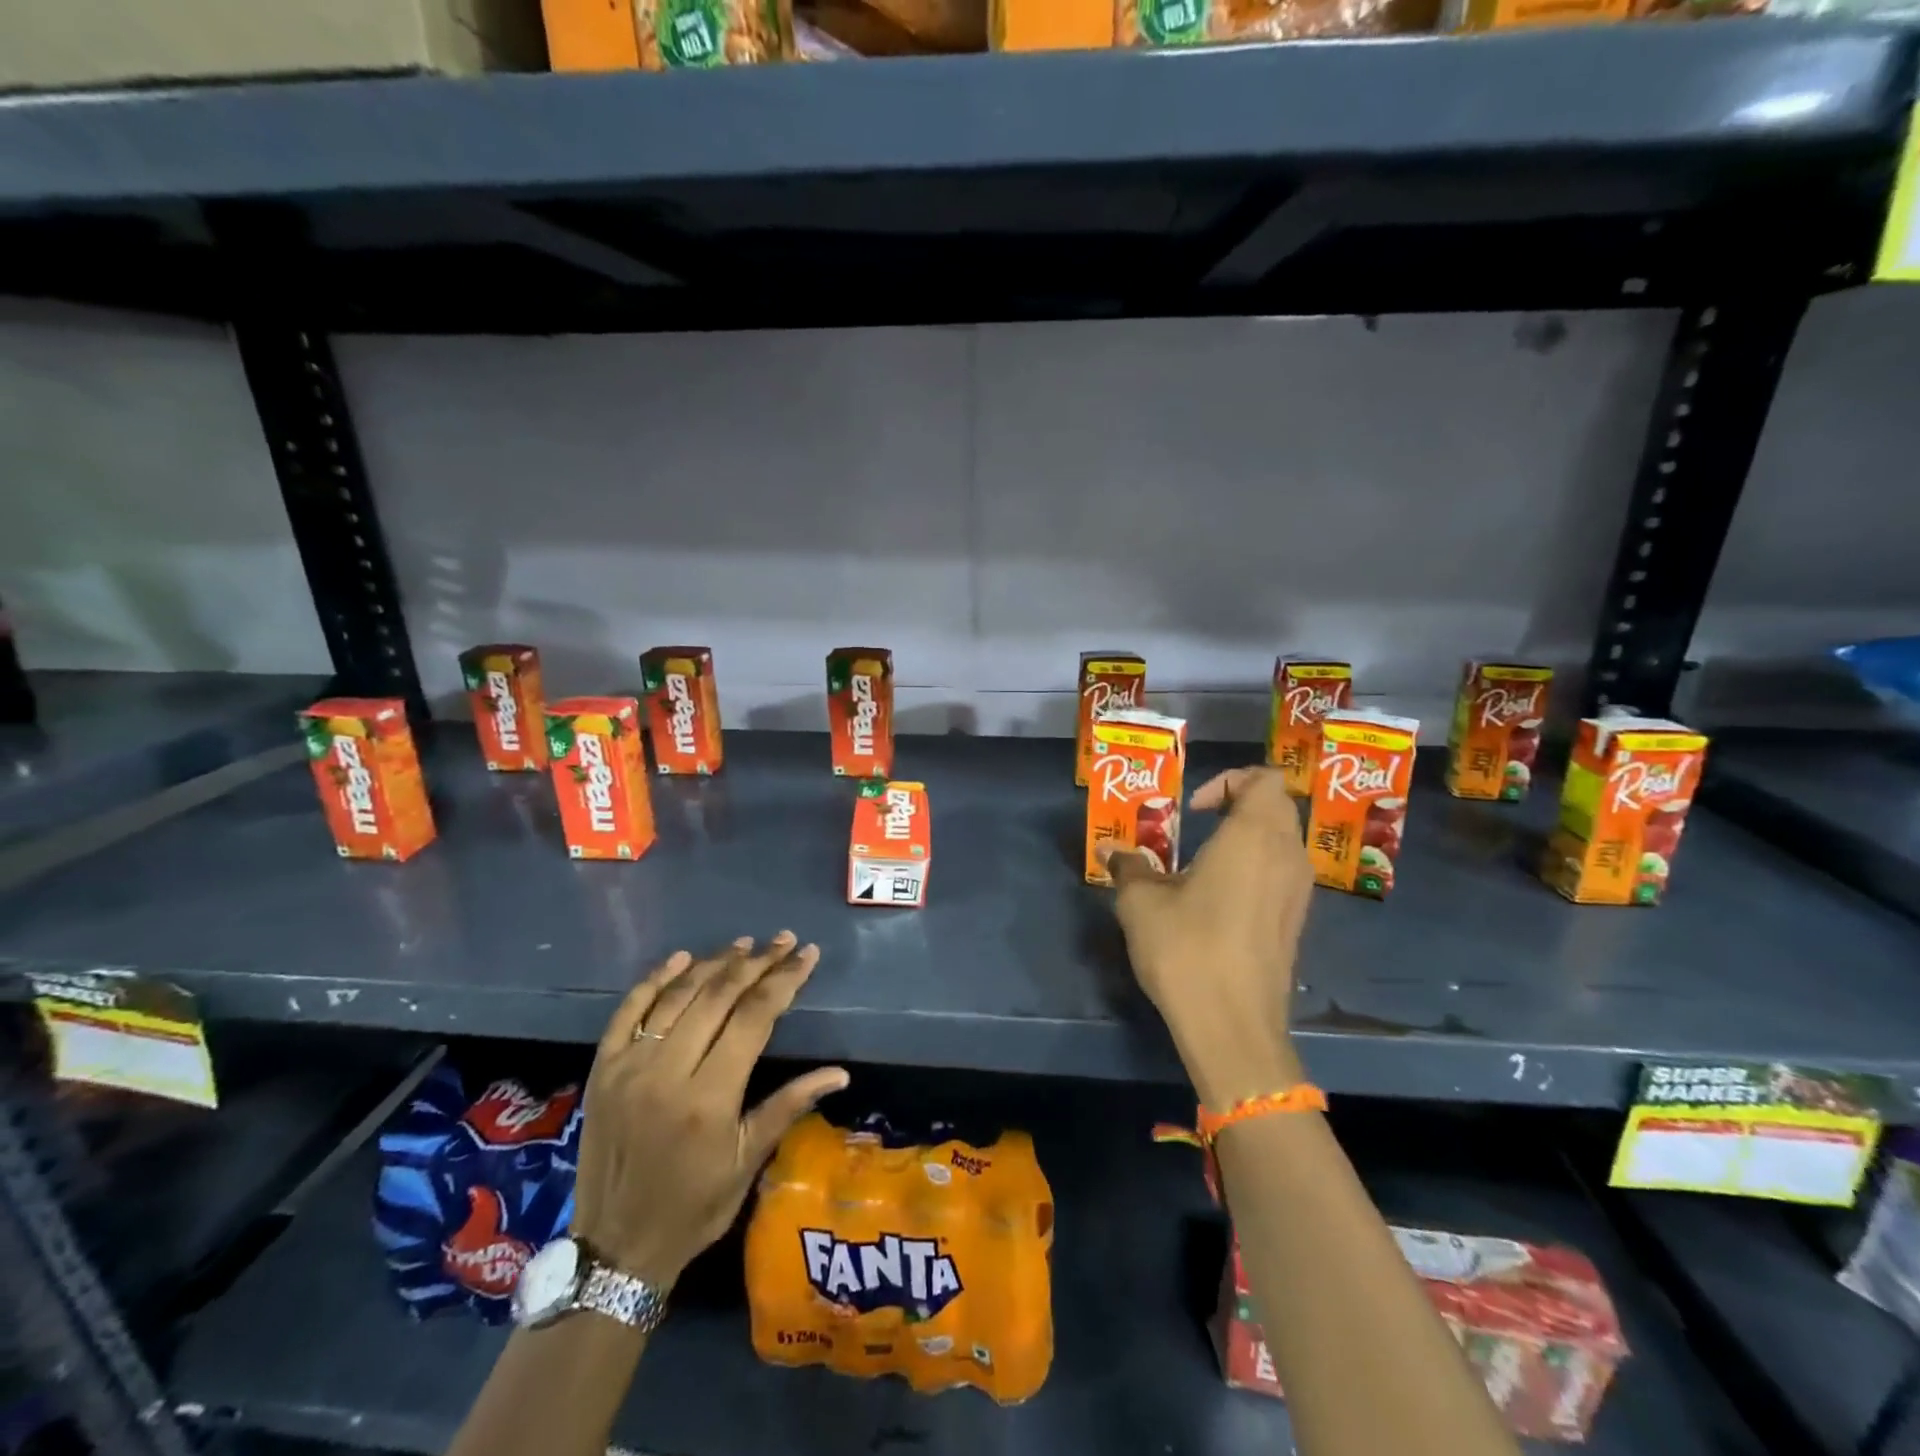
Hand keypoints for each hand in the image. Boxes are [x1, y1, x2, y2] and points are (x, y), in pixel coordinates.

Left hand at [570, 933, 848, 1287]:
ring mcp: (629, 1067)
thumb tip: (840, 1073)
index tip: (806, 954)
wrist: (616, 1248)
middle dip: (756, 963)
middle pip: (718, 996)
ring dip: (713, 964)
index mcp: (709, 1097)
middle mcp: (667, 1071)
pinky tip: (680, 959)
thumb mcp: (748, 1162)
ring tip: (744, 945)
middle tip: (783, 941)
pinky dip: (655, 980)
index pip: (754, 1017)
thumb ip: (789, 1106)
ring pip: (677, 996)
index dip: (784, 980)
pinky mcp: (602, 1069)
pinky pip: (629, 1011)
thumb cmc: (694, 1208)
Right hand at [1108, 767, 1312, 1106]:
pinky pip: (1282, 873)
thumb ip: (1129, 866)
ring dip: (1248, 837)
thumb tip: (1112, 850)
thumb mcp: (1141, 902)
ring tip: (1205, 860)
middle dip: (1238, 803)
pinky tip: (1220, 897)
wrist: (1233, 1026)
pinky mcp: (1296, 922)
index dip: (1228, 781)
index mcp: (1253, 836)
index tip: (1192, 809)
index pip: (1264, 780)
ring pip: (1282, 840)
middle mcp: (1286, 855)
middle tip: (1198, 823)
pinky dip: (1257, 867)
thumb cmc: (1186, 948)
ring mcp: (1298, 892)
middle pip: (1277, 806)